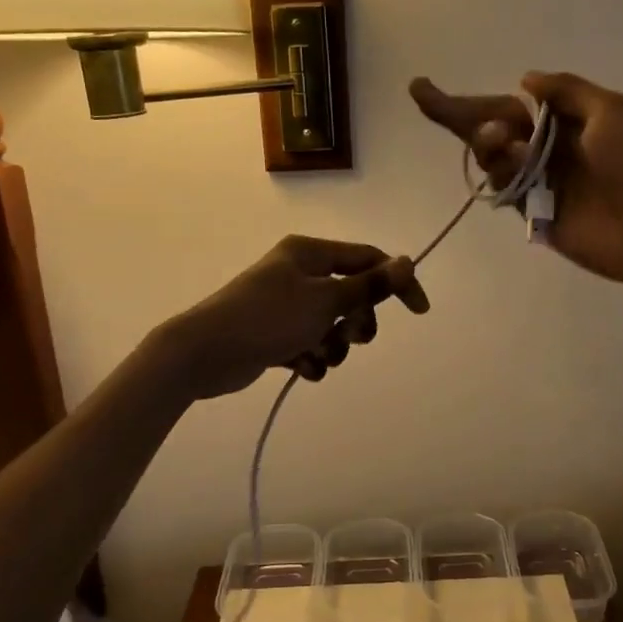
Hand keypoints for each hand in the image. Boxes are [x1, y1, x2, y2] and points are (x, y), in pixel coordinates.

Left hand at [156, 236, 428, 399]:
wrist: (203, 353)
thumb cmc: (267, 318)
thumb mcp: (325, 301)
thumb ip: (369, 286)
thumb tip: (408, 261)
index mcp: (310, 253)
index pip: (368, 259)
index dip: (396, 282)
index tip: (419, 311)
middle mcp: (299, 272)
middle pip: (351, 294)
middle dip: (358, 321)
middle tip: (352, 338)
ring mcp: (285, 304)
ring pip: (332, 324)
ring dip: (335, 344)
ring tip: (319, 356)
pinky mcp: (274, 333)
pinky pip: (309, 343)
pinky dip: (312, 357)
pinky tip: (302, 368)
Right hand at [410, 71, 622, 290]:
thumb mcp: (611, 110)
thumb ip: (566, 91)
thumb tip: (525, 79)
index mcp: (568, 119)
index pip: (509, 104)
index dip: (471, 98)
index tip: (426, 89)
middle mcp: (549, 147)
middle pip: (492, 128)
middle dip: (458, 113)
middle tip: (423, 95)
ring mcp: (540, 181)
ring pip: (493, 156)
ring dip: (487, 140)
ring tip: (503, 138)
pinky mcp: (535, 213)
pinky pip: (503, 188)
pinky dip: (499, 172)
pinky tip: (513, 162)